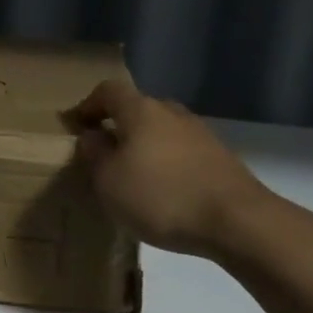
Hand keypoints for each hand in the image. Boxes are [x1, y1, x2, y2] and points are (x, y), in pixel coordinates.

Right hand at [68, 80, 262, 257]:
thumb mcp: (110, 182)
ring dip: (143, 146)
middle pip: (138, 109)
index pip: (109, 91)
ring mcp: (200, 133)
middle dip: (117, 126)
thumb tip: (92, 136)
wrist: (237, 220)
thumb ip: (95, 155)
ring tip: (132, 175)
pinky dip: (165, 163)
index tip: (75, 125)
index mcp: (141, 110)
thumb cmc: (161, 196)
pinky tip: (163, 190)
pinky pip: (181, 151)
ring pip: (161, 131)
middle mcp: (172, 113)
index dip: (88, 105)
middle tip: (102, 152)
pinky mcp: (219, 157)